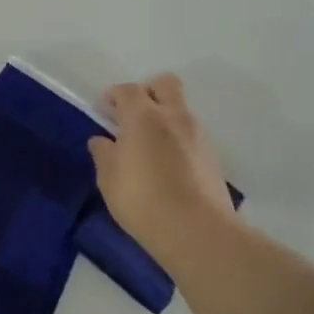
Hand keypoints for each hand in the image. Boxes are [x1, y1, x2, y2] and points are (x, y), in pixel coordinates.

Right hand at [89, 74, 237, 267]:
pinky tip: (167, 166)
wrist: (196, 229)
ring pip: (181, 110)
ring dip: (164, 117)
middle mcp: (174, 116)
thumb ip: (103, 154)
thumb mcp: (109, 178)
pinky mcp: (212, 156)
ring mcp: (198, 135)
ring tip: (148, 147)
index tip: (104, 110)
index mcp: (144, 116)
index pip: (128, 89)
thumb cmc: (141, 199)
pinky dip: (177, 139)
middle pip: (165, 84)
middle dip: (147, 92)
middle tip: (132, 116)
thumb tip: (101, 140)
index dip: (114, 96)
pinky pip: (191, 134)